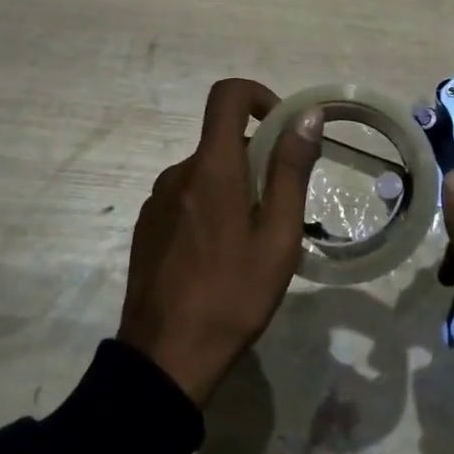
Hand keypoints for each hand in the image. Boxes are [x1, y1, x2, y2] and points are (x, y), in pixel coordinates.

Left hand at [119, 78, 322, 406]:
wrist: (165, 357)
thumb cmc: (233, 295)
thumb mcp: (278, 236)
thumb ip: (290, 171)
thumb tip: (306, 116)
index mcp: (211, 168)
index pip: (227, 96)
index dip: (258, 96)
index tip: (282, 129)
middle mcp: (178, 173)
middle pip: (222, 141)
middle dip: (256, 160)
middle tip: (279, 213)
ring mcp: (157, 200)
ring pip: (206, 173)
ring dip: (234, 189)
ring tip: (251, 243)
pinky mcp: (147, 226)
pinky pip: (186, 198)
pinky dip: (210, 208)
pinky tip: (219, 258)